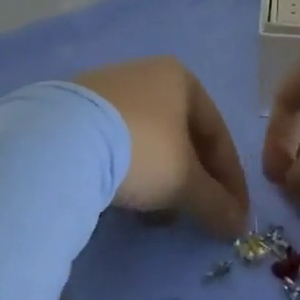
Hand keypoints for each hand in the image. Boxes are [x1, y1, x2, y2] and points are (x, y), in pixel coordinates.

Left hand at [70, 57, 249, 237]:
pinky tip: (124, 200)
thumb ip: (216, 203)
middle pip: (182, 134)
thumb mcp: (185, 182)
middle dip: (193, 179)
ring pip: (148, 140)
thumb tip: (238, 225)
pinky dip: (128, 171)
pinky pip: (115, 142)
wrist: (60, 141)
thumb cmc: (141, 149)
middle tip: (198, 215)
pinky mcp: (75, 108)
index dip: (231, 178)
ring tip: (158, 217)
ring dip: (161, 179)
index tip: (235, 215)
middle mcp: (146, 73)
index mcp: (180, 78)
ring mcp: (106, 88)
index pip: (217, 133)